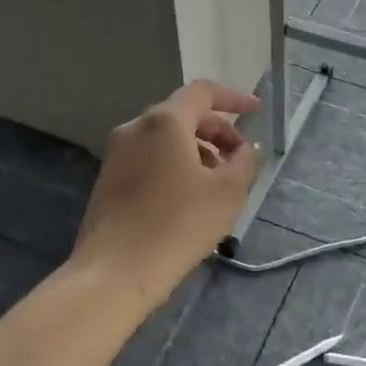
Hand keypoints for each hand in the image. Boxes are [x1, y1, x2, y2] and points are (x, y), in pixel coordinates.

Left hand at [73, 81, 261, 300]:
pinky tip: (190, 196)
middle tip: (241, 157)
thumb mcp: (227, 193)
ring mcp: (117, 153)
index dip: (234, 98)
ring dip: (198, 150)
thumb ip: (245, 161)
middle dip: (218, 131)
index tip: (257, 110)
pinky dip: (175, 164)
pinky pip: (150, 157)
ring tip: (219, 182)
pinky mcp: (108, 179)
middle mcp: (136, 128)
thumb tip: (246, 148)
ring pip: (166, 138)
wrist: (114, 272)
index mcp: (164, 121)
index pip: (203, 92)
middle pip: (184, 114)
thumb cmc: (177, 225)